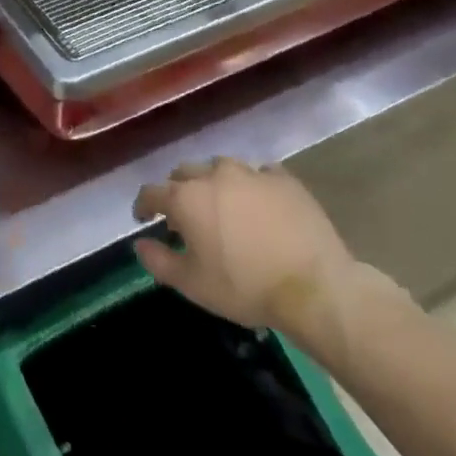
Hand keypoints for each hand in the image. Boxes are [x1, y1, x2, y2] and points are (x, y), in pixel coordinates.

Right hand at [132, 158, 397, 355]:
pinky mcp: (284, 179)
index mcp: (186, 198)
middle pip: (184, 173)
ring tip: (222, 207)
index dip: (144, 206)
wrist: (315, 287)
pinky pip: (259, 174)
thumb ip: (158, 261)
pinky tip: (259, 203)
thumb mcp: (193, 284)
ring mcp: (251, 173)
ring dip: (213, 184)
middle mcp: (214, 175)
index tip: (144, 219)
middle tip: (185, 217)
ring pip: (220, 168)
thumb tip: (140, 244)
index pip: (152, 193)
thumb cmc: (245, 286)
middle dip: (178, 191)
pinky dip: (251, 186)